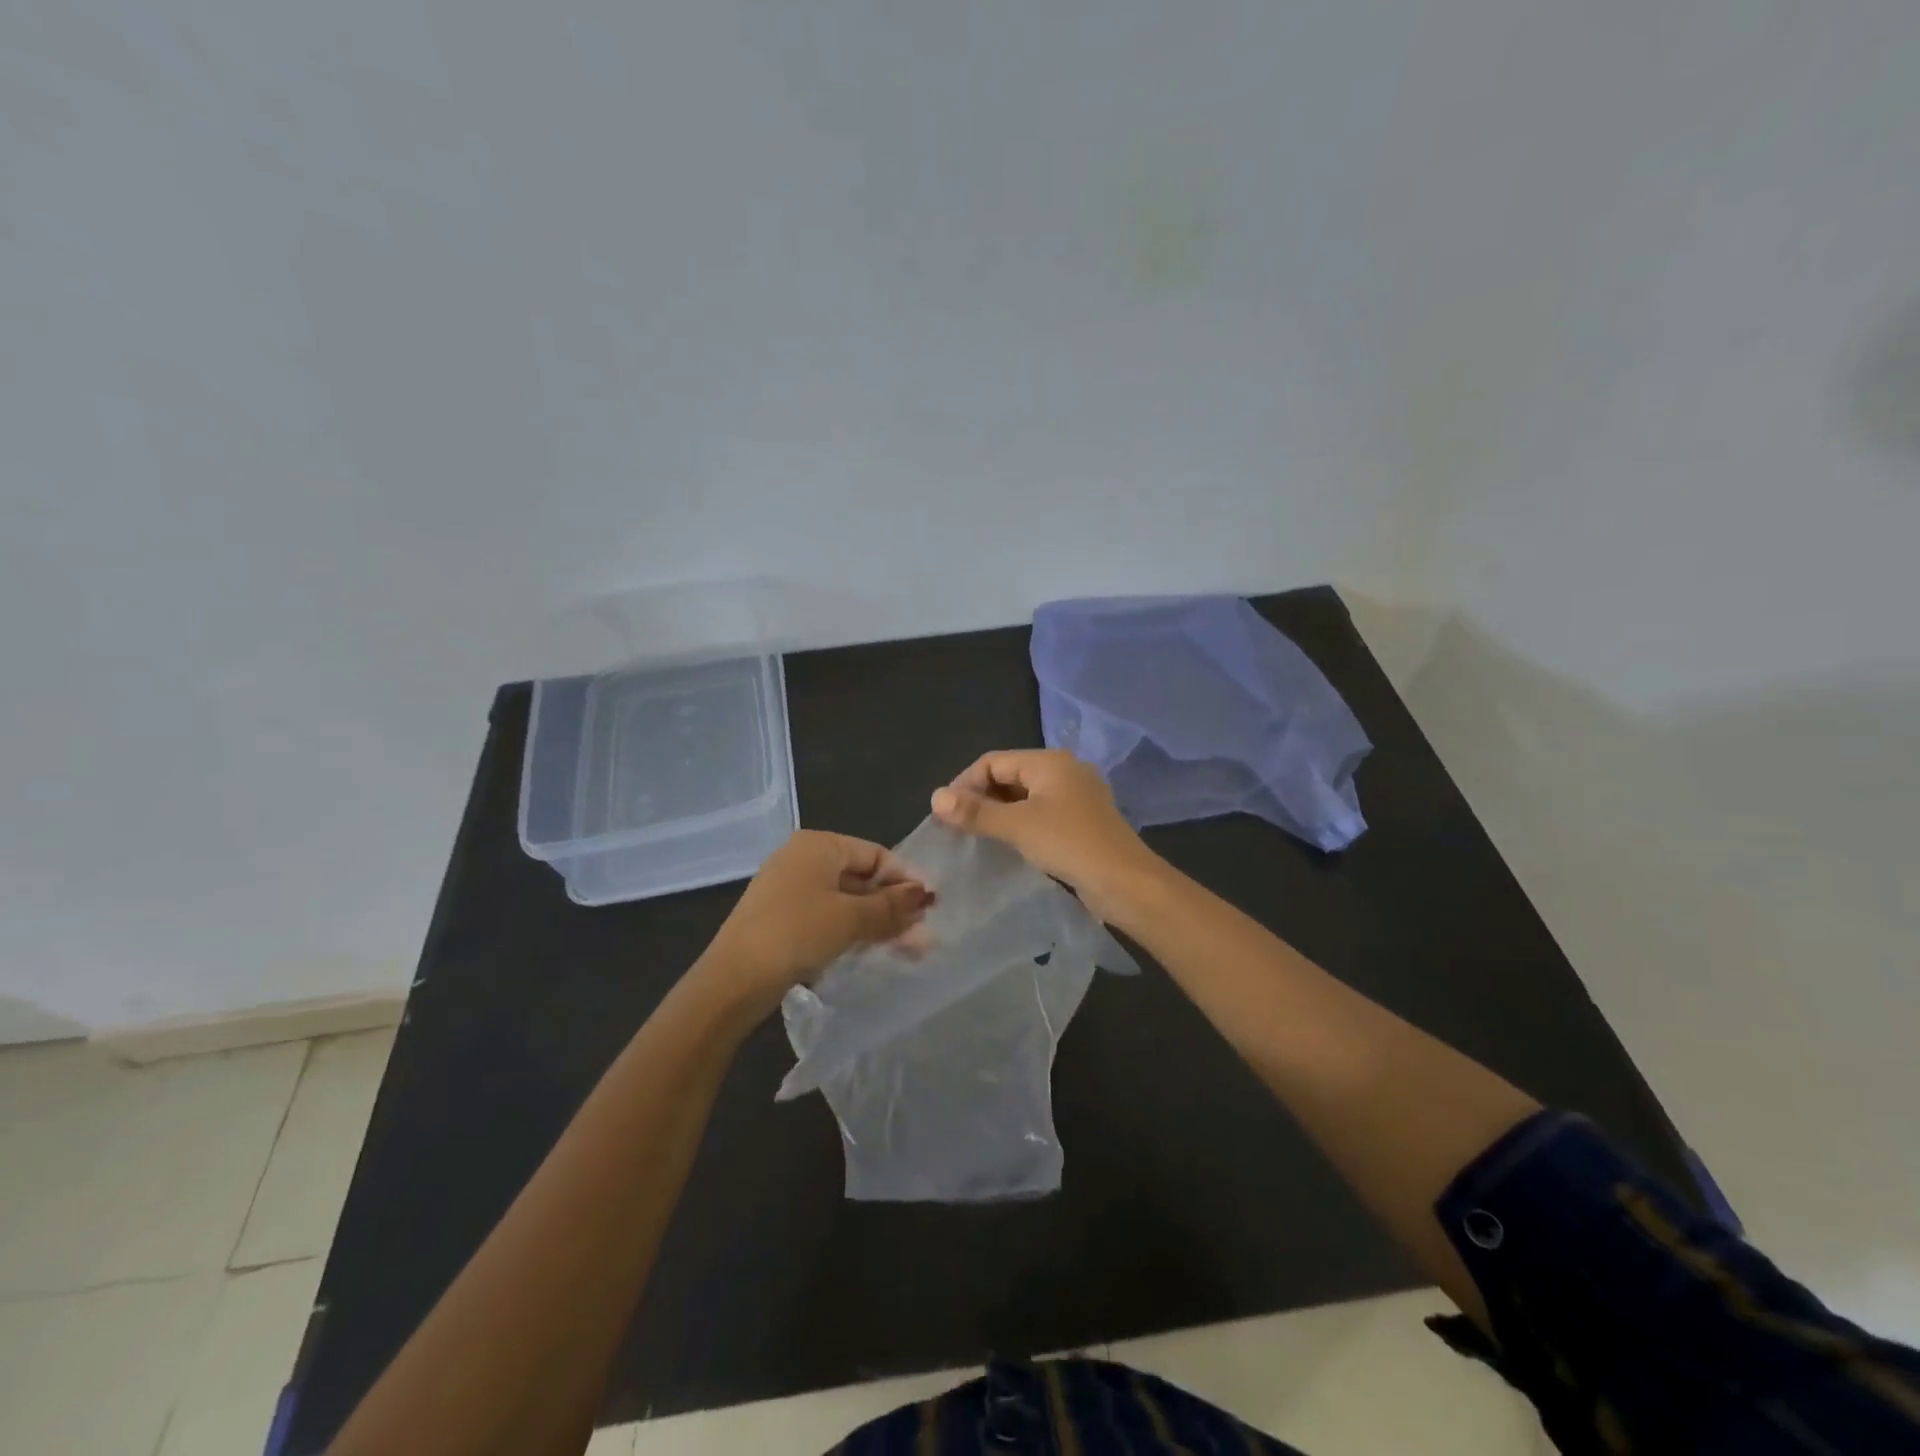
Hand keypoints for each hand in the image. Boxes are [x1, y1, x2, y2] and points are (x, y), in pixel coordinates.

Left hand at [699, 831, 932, 1021]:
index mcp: (818, 844)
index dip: (905, 879)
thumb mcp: (851, 918)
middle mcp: (802, 858)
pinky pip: (826, 916)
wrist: (733, 980)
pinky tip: (869, 952)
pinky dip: (850, 930)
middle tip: (921, 936)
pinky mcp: (780, 917)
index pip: (875, 854)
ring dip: (875, 922)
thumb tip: (926, 895)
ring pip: (844, 900)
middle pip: (860, 877)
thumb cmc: (797, 933)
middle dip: (892, 905)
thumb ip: (891, 905)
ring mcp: (788, 888)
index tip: (930, 908)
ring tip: (905, 950)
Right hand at [930, 749, 1162, 923]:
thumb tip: (935, 798)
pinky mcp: (1081, 819)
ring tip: (976, 837)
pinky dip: (1019, 823)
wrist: (1125, 882)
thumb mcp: (1017, 826)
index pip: (993, 761)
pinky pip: (1040, 812)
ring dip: (999, 812)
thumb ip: (976, 811)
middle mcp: (1064, 770)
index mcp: (1049, 761)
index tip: (945, 814)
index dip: (965, 784)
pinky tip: (1007, 844)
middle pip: (1009, 775)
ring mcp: (1075, 795)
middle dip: (981, 798)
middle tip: (957, 827)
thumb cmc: (1069, 844)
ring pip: (1024, 796)